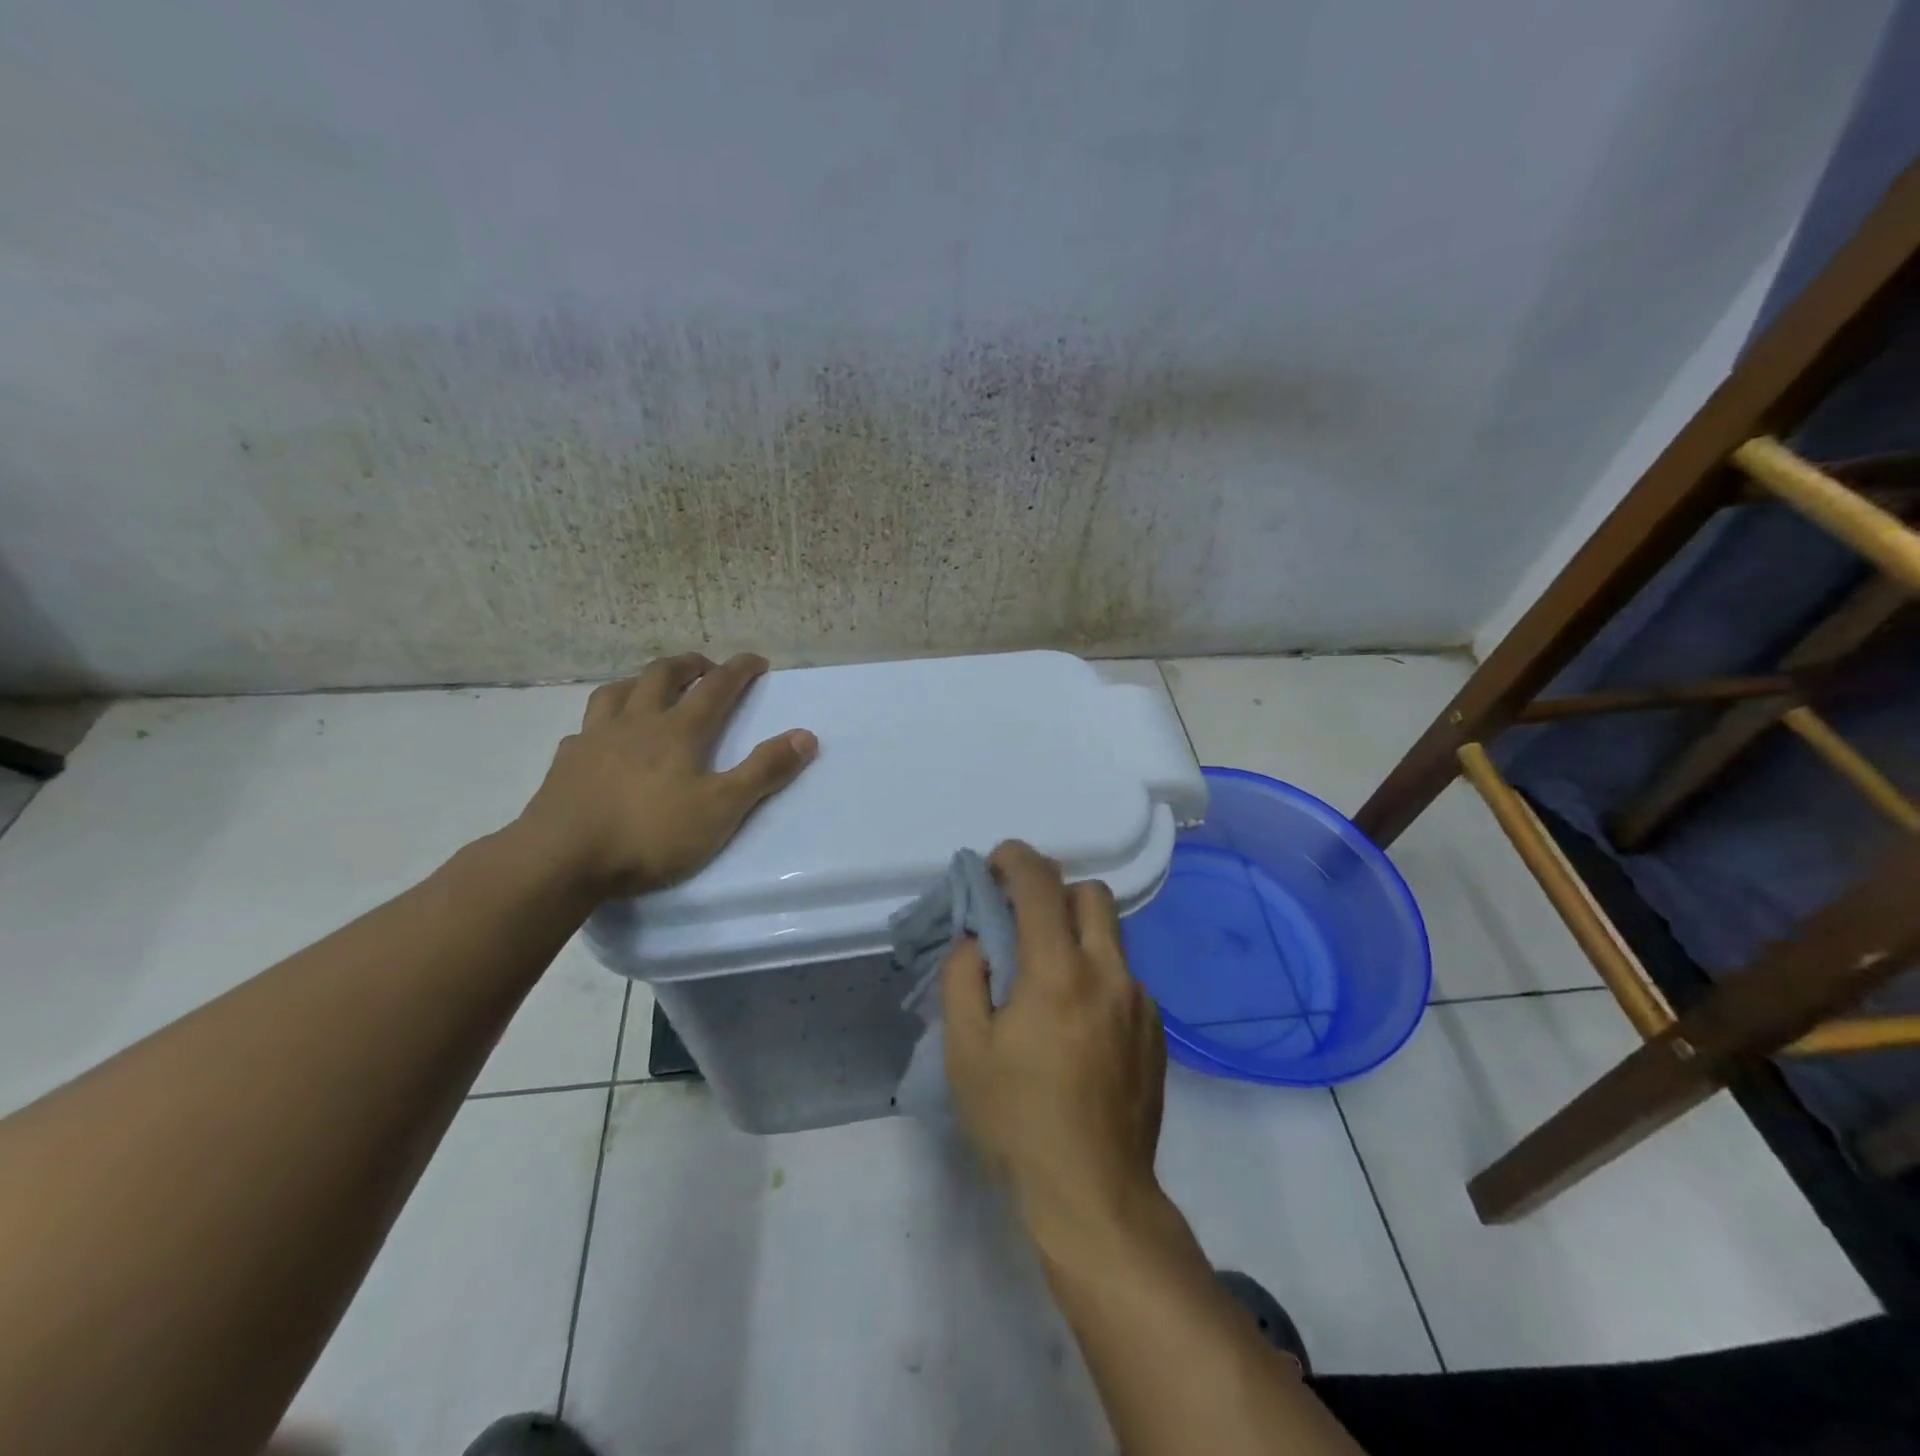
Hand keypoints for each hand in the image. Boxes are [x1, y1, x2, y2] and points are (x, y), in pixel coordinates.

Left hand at [518, 652, 816, 899]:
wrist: (560, 859)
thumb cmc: (649, 833)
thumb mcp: (721, 808)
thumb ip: (764, 771)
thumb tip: (806, 736)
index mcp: (677, 731)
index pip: (715, 688)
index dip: (739, 670)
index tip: (756, 660)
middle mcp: (635, 723)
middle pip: (661, 676)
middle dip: (688, 665)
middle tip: (705, 667)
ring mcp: (595, 740)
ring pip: (616, 692)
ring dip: (640, 681)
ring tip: (650, 687)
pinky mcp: (565, 763)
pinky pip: (585, 728)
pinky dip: (601, 722)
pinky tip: (601, 737)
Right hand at [941, 841, 1168, 1251]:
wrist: (1094, 1194)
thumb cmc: (1017, 1120)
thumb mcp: (965, 1050)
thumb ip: (964, 977)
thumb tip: (978, 939)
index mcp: (1058, 971)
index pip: (1041, 883)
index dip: (1015, 858)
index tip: (993, 867)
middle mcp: (1108, 972)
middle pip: (1090, 894)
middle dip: (1053, 892)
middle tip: (1022, 925)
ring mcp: (1139, 1001)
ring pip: (1110, 935)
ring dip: (1075, 935)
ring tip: (1046, 982)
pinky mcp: (1155, 1029)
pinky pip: (1123, 976)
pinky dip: (1096, 975)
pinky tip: (1076, 1026)